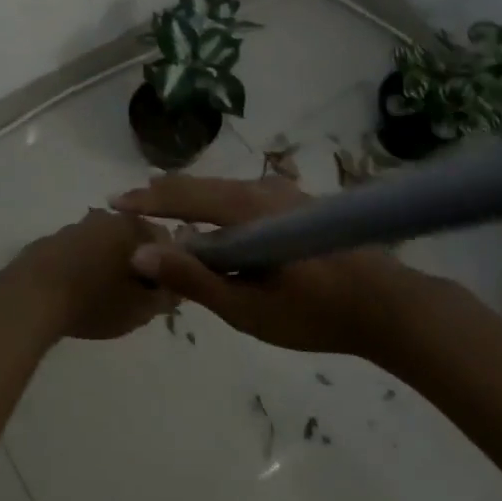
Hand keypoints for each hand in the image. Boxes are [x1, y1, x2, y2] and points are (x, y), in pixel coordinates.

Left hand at [1, 209, 177, 340]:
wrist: (29, 299)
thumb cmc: (93, 301)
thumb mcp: (140, 309)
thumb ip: (166, 295)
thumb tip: (176, 286)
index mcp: (132, 226)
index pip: (165, 239)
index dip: (170, 266)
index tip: (161, 292)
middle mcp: (105, 217)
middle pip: (133, 238)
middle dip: (139, 263)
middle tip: (135, 297)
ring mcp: (75, 227)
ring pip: (104, 244)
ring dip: (109, 263)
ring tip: (104, 297)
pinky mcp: (50, 241)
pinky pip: (78, 252)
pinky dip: (84, 267)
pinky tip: (78, 293)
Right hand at [110, 174, 420, 355]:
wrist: (388, 305)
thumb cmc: (315, 313)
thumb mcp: (248, 308)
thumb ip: (194, 278)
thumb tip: (141, 252)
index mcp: (246, 209)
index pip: (183, 197)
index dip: (147, 200)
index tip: (113, 201)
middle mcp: (261, 190)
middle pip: (201, 187)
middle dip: (164, 195)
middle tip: (131, 203)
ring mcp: (282, 194)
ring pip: (222, 191)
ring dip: (190, 201)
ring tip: (163, 210)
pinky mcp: (296, 206)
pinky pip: (242, 199)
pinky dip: (215, 208)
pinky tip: (211, 225)